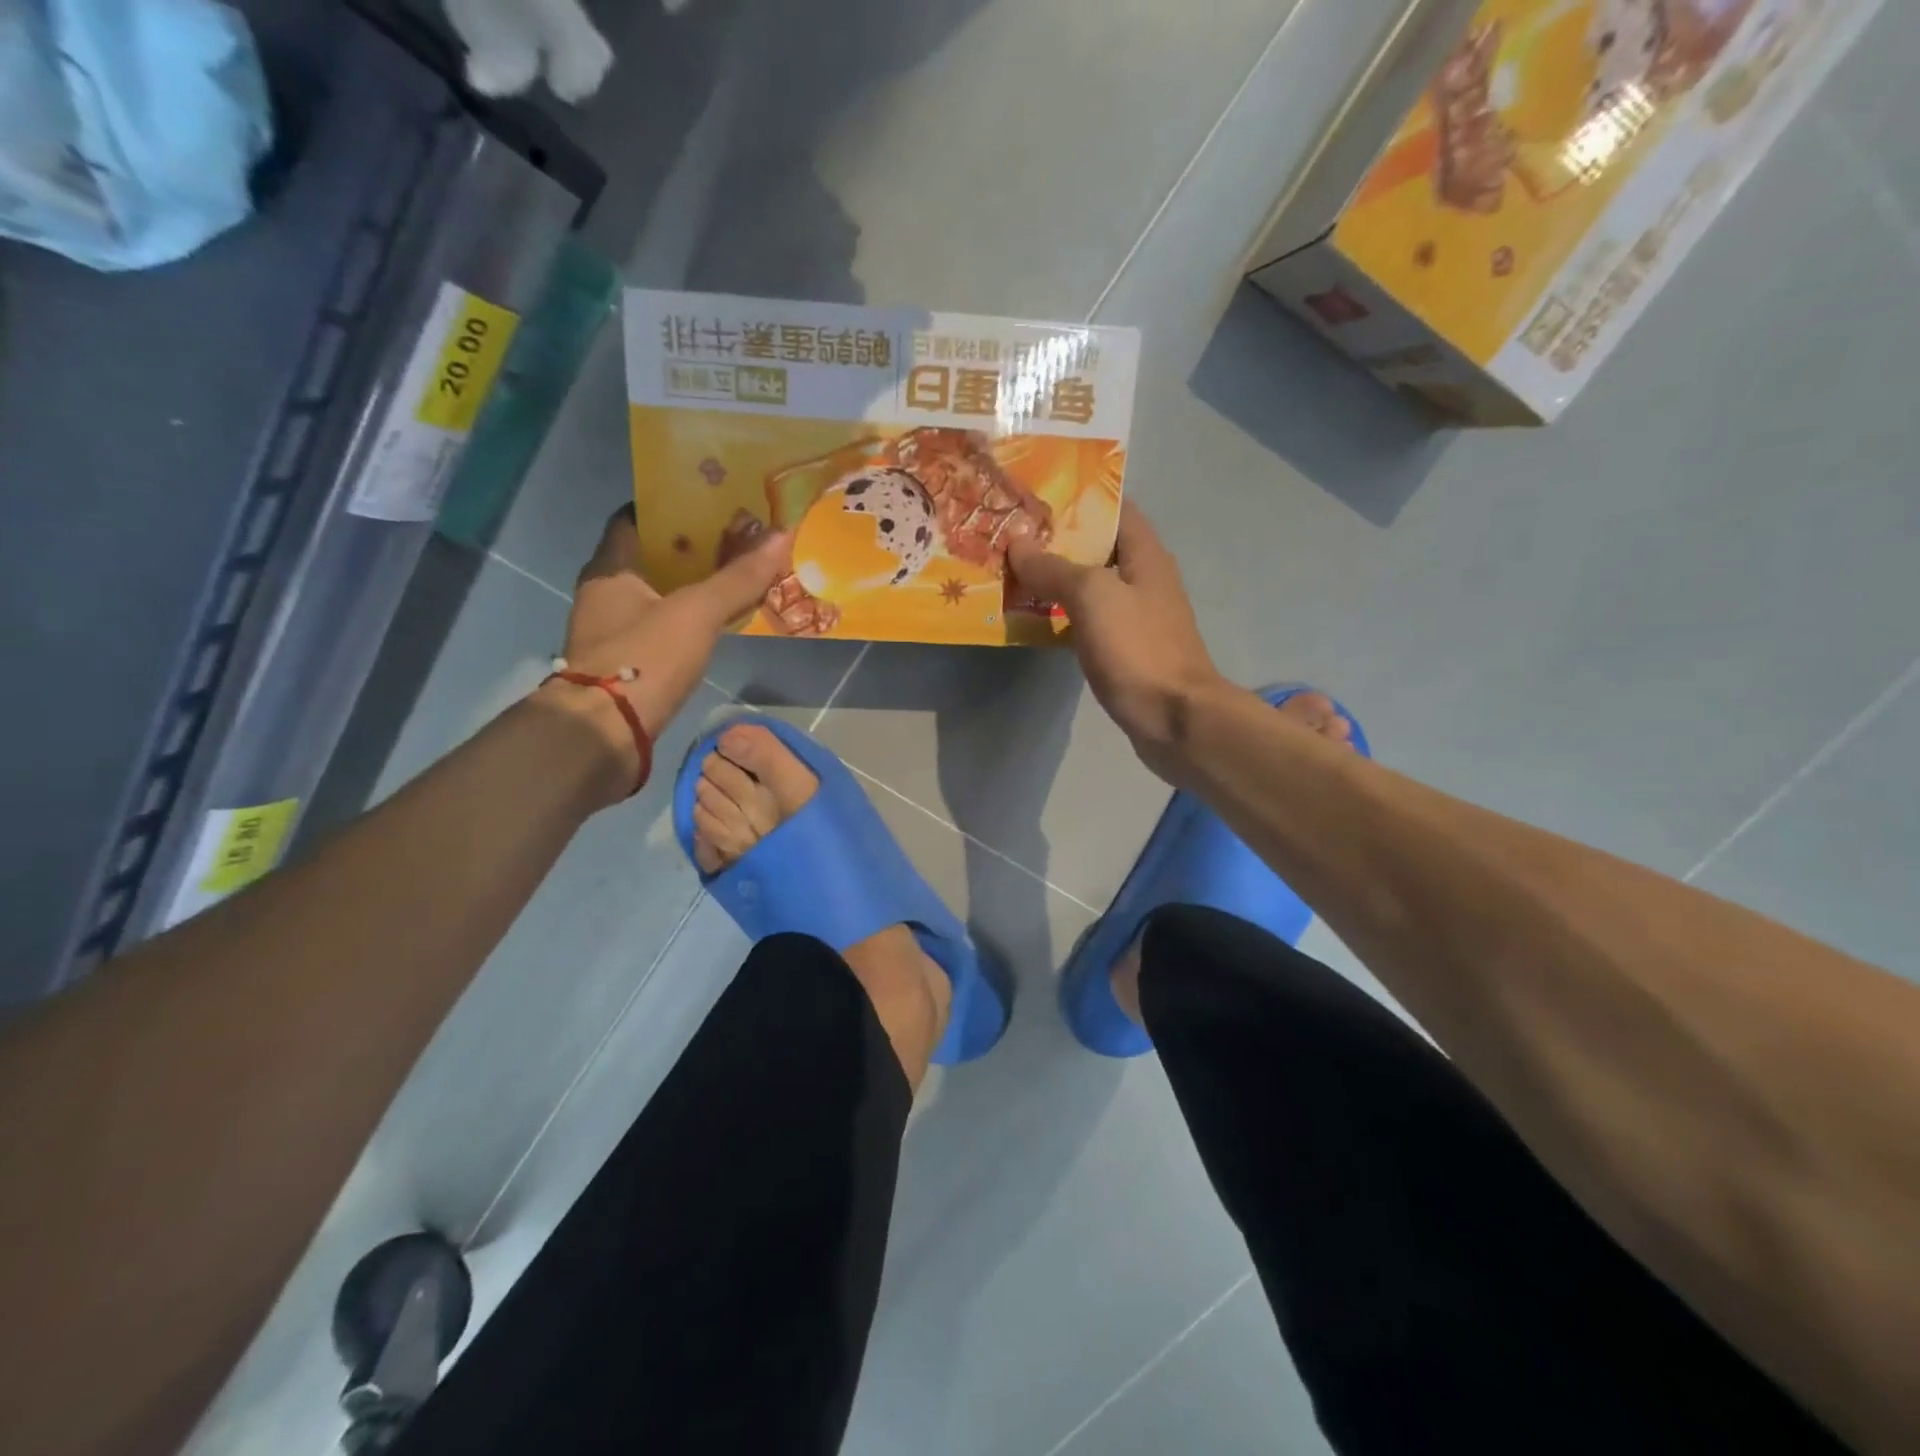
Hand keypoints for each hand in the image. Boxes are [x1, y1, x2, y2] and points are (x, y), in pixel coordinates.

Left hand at [543, 505, 790, 780]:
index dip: (671, 507)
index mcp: (610, 569)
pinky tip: (717, 623)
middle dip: (690, 548)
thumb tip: (783, 536)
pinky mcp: (626, 664)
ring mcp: (612, 632)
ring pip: (656, 594)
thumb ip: (739, 578)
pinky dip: (686, 619)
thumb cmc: (644, 660)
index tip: (711, 503)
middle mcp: (605, 594)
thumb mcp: (697, 613)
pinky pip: (660, 626)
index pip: (634, 518)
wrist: (604, 735)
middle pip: (649, 557)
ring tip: (735, 577)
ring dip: (690, 586)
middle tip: (736, 540)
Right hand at [1007, 502, 1226, 765]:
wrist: (1175, 718)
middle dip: (1058, 539)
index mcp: (1146, 554)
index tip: (1035, 494)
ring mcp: (1137, 616)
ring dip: (1057, 578)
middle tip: (1011, 533)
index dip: (1077, 497)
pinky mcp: (1126, 649)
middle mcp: (1145, 579)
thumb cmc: (1138, 649)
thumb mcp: (1092, 597)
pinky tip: (1034, 617)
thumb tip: (1019, 543)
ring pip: (1091, 585)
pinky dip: (1063, 613)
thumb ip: (1055, 567)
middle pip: (1099, 547)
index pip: (1114, 508)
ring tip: (1013, 570)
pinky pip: (1089, 619)